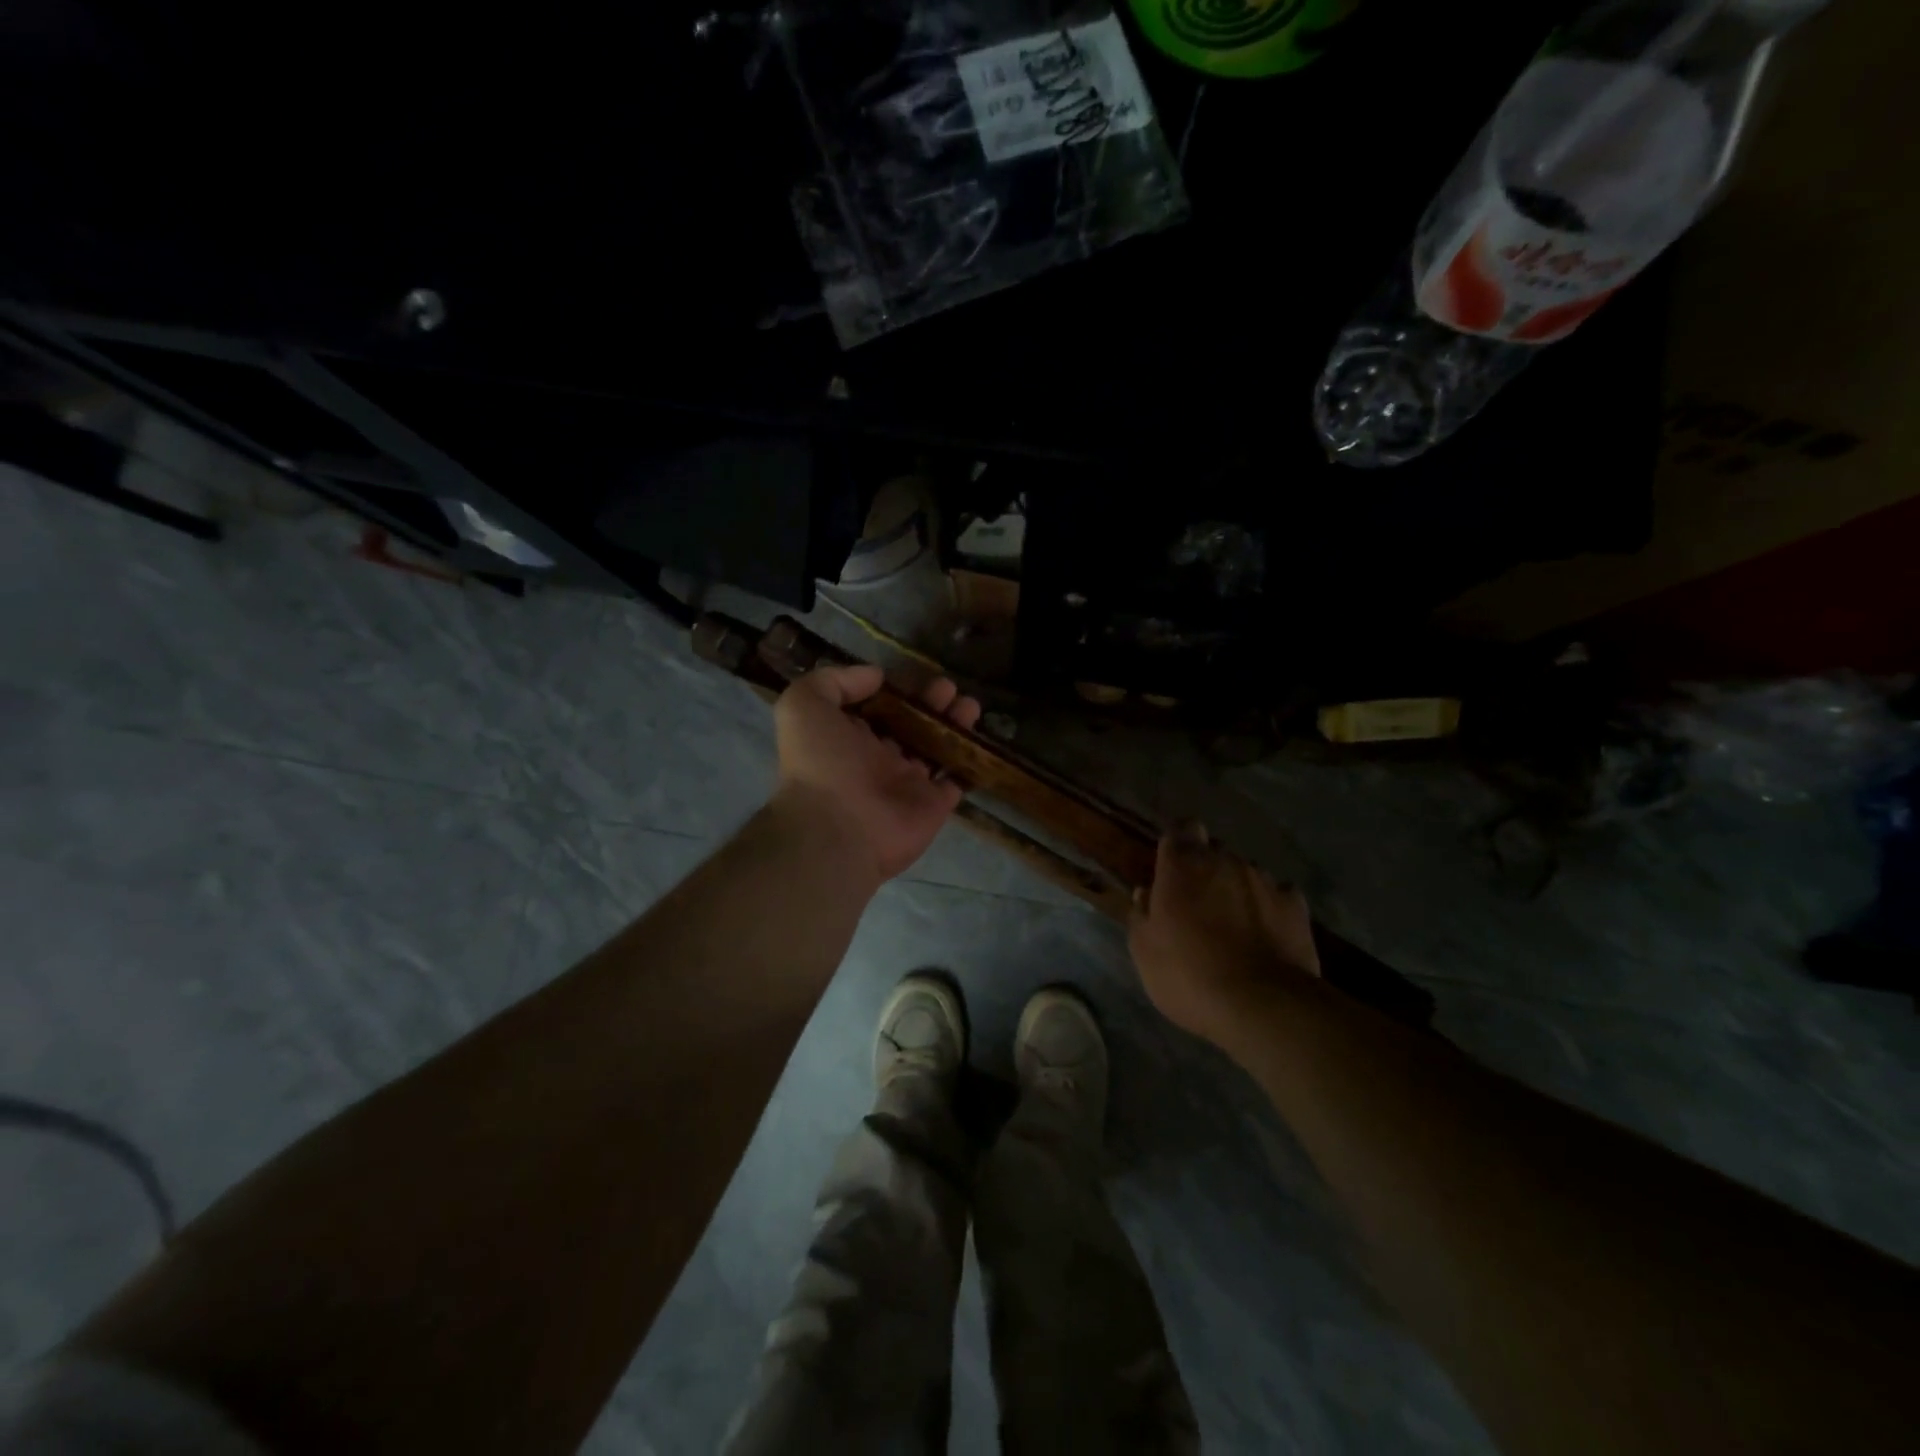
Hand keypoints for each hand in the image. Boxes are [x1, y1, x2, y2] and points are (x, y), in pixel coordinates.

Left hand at [772, 664, 981, 885]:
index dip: (894, 690)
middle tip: (947, 687)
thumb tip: (875, 676)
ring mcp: (907, 784)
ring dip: (953, 725)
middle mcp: (877, 760)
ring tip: (969, 705)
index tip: (912, 675)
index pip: (875, 709)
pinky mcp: (933, 805)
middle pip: (910, 725)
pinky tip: (979, 739)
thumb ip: (834, 681)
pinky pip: (956, 780)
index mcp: (847, 738)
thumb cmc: (820, 764)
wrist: (838, 831)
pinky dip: (969, 762)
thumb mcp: (804, 706)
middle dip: (930, 703)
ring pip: (936, 749)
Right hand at [1128, 822, 1320, 1043]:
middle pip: (1213, 851)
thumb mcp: (1145, 951)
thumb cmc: (1189, 974)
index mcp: (1182, 866)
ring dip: (1237, 889)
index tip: (1173, 865)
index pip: (1180, 830)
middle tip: (1198, 903)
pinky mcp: (1295, 905)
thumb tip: (1145, 893)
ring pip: (1246, 872)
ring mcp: (1264, 880)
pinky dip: (1269, 907)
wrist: (1261, 1006)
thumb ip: (1141, 914)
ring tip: (1234, 925)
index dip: (1178, 843)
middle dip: (1206, 869)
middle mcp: (1224, 861)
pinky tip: (1265, 932)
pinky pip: (1277, 895)